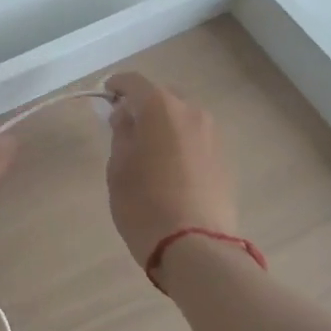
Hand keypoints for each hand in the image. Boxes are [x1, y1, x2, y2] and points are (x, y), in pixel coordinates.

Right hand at [103, 72, 238, 264]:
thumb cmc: (144, 204)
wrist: (195, 247)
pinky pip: (196, 139)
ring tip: (149, 151)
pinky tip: (170, 169)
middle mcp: (192, 112)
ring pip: (183, 117)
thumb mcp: (118, 167)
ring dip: (164, 125)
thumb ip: (122, 133)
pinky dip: (180, 143)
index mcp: (161, 108)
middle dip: (143, 105)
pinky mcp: (225, 159)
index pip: (134, 82)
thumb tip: (127, 116)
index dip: (116, 87)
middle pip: (163, 96)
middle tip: (125, 128)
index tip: (105, 98)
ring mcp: (213, 135)